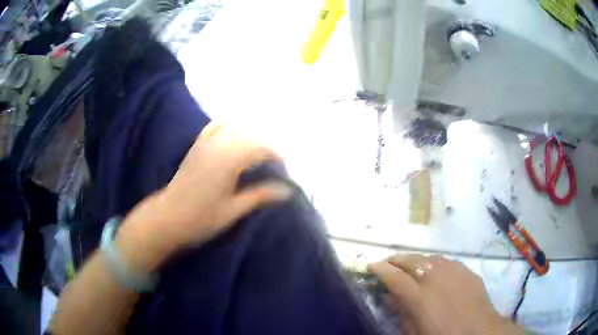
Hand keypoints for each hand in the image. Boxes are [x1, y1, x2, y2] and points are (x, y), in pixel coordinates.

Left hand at [115, 122, 292, 271]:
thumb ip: (260, 195)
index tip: (285, 171)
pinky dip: (228, 125)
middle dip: (266, 147)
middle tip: (274, 165)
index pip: (261, 148)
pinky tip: (234, 132)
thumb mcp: (233, 210)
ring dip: (250, 136)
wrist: (167, 218)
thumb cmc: (201, 218)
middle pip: (250, 136)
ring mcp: (205, 143)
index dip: (277, 157)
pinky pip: (215, 126)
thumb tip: (287, 190)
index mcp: (229, 161)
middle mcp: (218, 145)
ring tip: (258, 153)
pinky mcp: (197, 145)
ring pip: (235, 128)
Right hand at [368, 254, 523, 334]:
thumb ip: (401, 314)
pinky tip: (433, 268)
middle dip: (395, 259)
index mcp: (419, 296)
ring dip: (415, 259)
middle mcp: (435, 277)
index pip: (394, 277)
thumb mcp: (415, 332)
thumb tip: (390, 298)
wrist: (479, 330)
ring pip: (428, 257)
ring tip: (408, 264)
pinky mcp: (465, 269)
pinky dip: (433, 262)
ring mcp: (453, 270)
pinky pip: (445, 261)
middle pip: (410, 261)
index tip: (371, 266)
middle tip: (387, 262)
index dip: (380, 269)